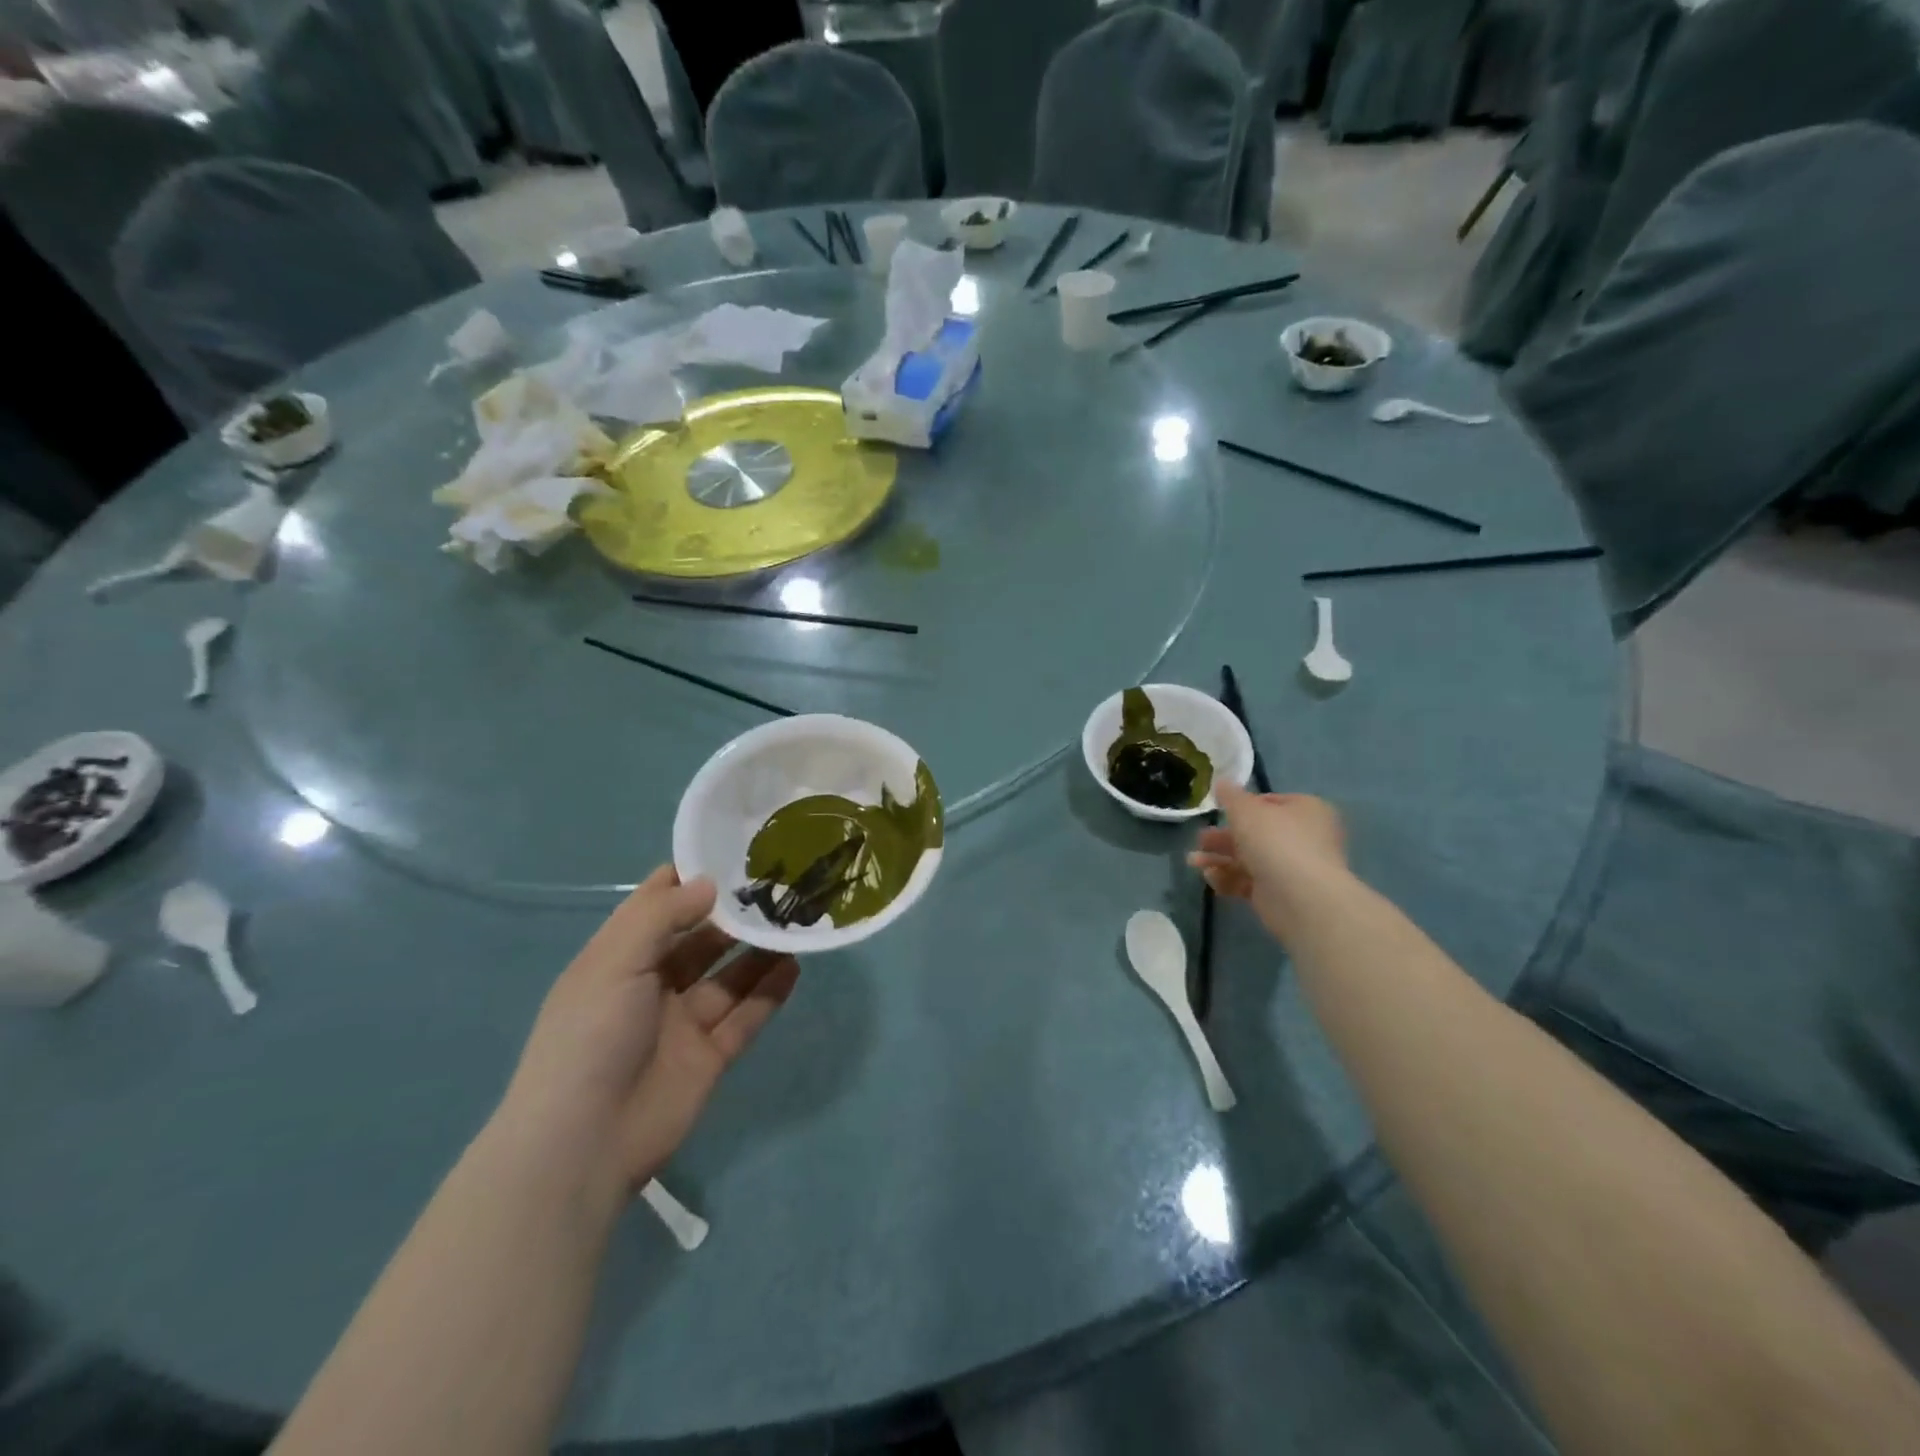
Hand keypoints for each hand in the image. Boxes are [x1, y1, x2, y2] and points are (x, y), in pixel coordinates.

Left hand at [495, 867, 799, 1200]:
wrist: (583, 1144)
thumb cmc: (591, 1036)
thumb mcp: (616, 961)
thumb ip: (663, 916)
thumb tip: (708, 883)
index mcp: (619, 958)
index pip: (656, 905)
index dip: (691, 878)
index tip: (733, 852)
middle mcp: (651, 984)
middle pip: (700, 939)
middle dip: (734, 914)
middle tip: (779, 886)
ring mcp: (682, 1022)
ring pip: (729, 977)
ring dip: (758, 951)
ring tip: (795, 922)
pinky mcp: (709, 1056)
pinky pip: (745, 1016)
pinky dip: (769, 992)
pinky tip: (794, 966)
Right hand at [1187, 780, 1349, 943]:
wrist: (1300, 897)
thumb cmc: (1275, 841)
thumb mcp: (1246, 810)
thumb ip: (1231, 796)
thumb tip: (1222, 781)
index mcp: (1305, 810)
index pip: (1270, 802)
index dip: (1242, 806)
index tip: (1220, 811)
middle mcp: (1304, 838)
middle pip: (1255, 834)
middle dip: (1222, 838)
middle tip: (1199, 840)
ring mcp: (1293, 868)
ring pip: (1249, 859)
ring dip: (1219, 859)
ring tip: (1193, 862)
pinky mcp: (1281, 894)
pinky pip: (1250, 882)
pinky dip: (1229, 878)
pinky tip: (1210, 878)